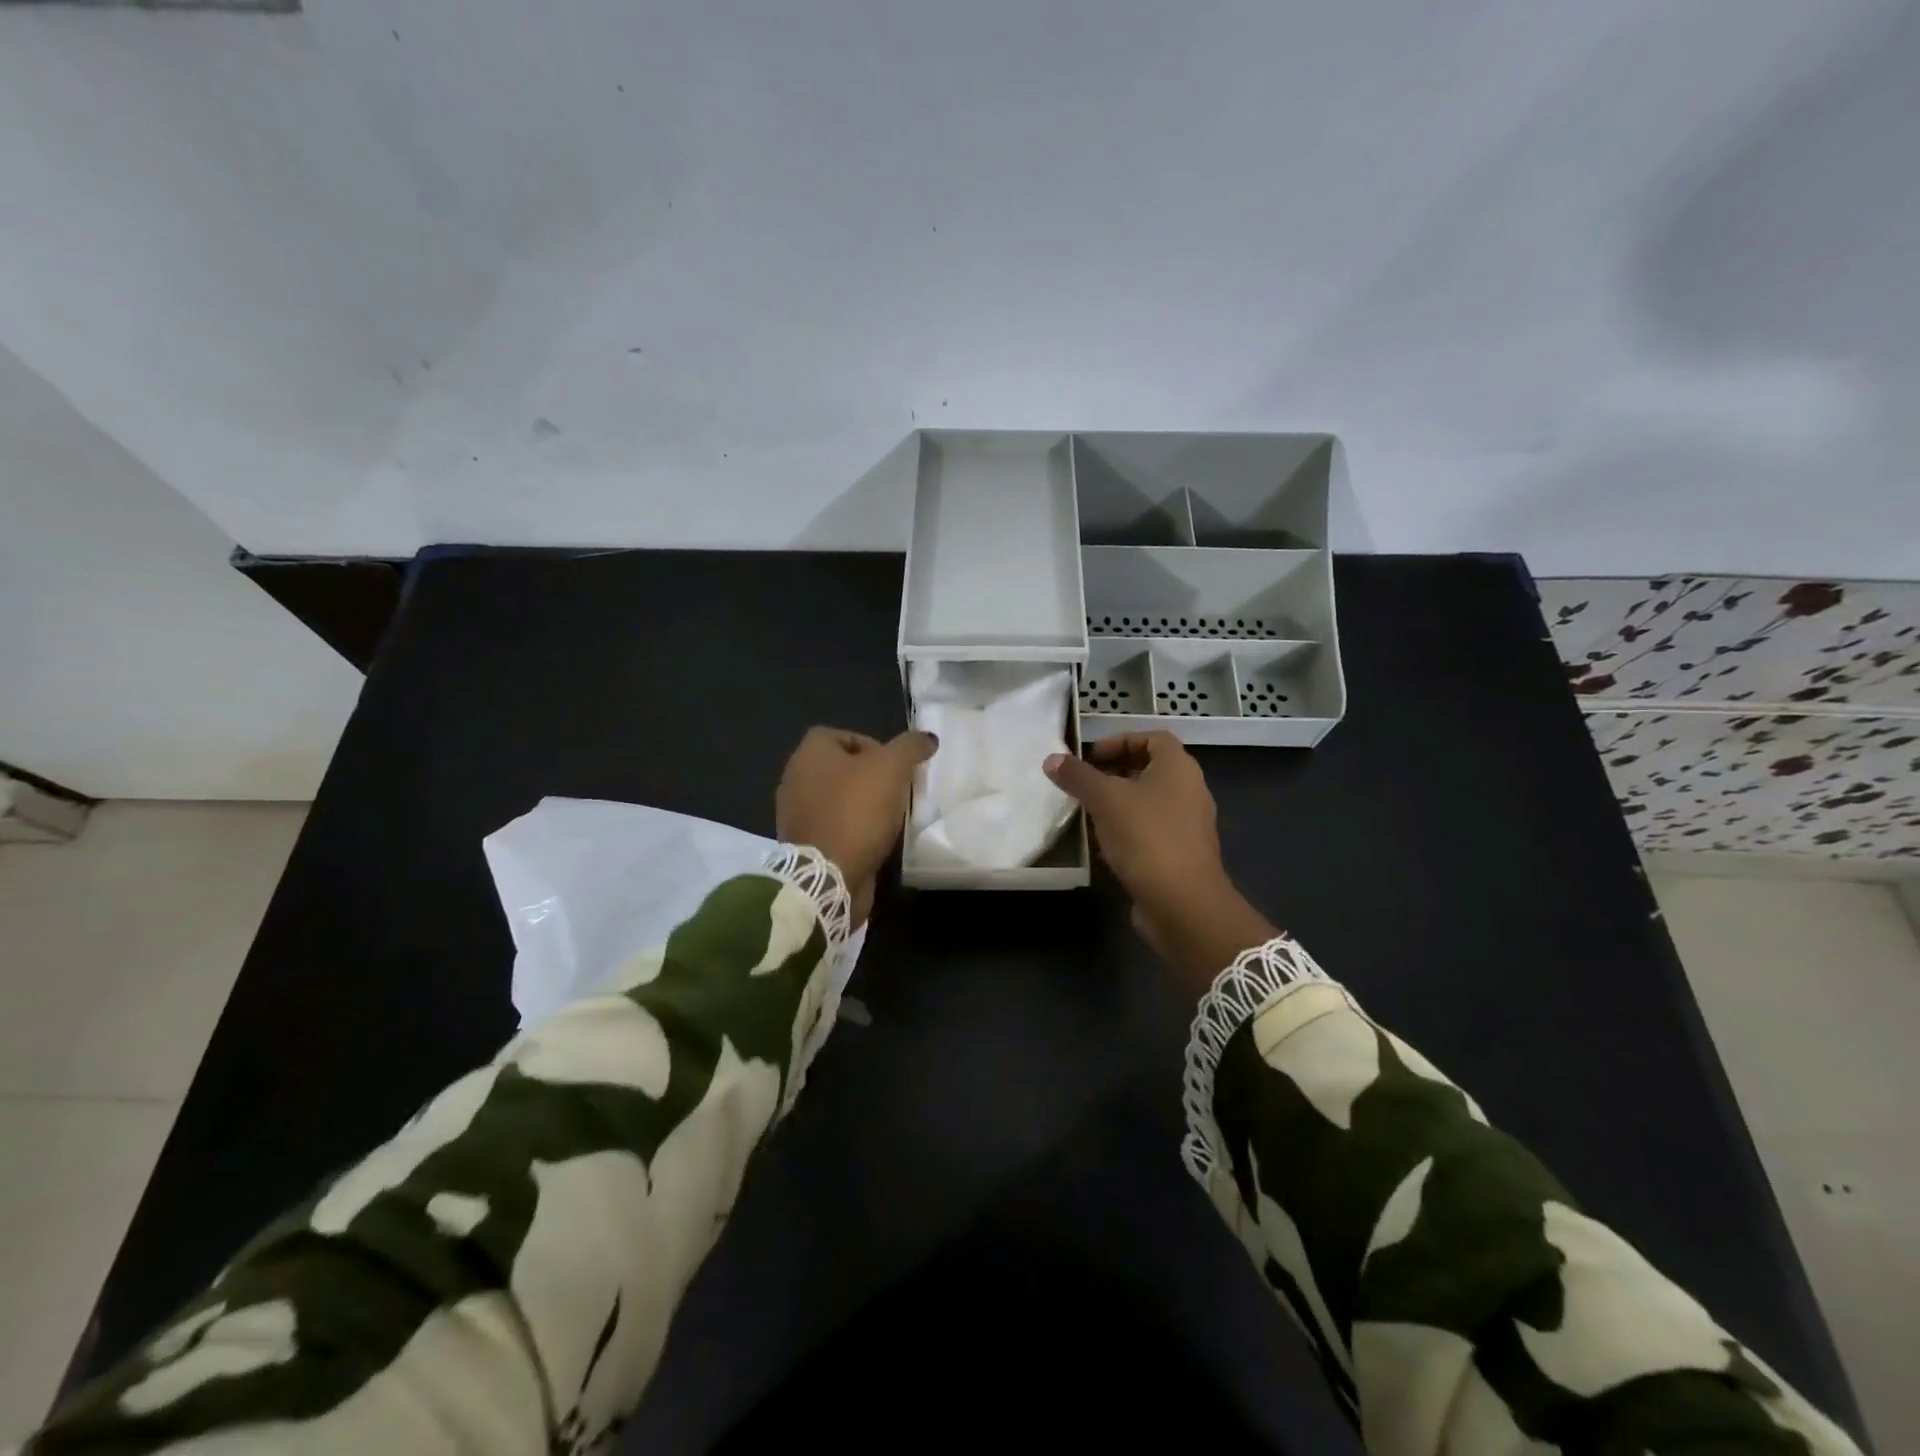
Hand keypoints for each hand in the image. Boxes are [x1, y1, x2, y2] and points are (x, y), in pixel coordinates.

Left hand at [777, 727, 937, 926]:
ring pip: (837, 800)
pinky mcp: (805, 846)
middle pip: (839, 769)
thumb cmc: (856, 811)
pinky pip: (834, 828)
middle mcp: (795, 780)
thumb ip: (910, 747)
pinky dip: (854, 831)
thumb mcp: (892, 768)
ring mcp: (796, 815)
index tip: (895, 765)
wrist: (828, 877)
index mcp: (809, 754)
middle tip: (897, 789)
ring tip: (892, 816)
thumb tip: (927, 738)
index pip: (840, 735)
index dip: (871, 744)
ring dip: (863, 805)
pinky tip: (876, 840)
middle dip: (870, 777)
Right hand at [1044, 733, 1275, 993]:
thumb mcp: (1105, 799)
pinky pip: (1149, 832)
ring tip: (1086, 813)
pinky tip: (1101, 845)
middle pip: (1149, 770)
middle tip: (1083, 783)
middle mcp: (1189, 791)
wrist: (1183, 903)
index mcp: (1178, 768)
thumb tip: (1052, 759)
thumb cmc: (1146, 837)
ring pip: (1148, 803)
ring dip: (1117, 804)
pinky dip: (1126, 832)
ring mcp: (1187, 825)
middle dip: (1114, 773)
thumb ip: (1078, 776)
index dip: (1120, 740)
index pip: (1153, 738)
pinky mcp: (1180, 855)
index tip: (1090, 756)